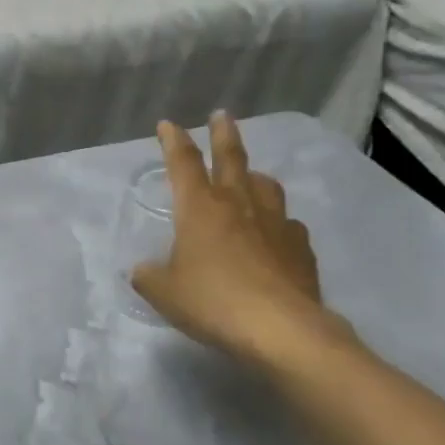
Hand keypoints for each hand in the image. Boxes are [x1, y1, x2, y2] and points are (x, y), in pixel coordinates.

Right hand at [131, 114, 349, 367]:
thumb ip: (149, 276)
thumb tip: (143, 270)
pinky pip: (287, 224)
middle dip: (223, 134)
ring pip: (265, 185)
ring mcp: (275, 223)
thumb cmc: (213, 302)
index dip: (173, 140)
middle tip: (222, 115)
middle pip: (231, 158)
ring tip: (251, 176)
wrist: (281, 329)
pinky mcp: (300, 247)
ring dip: (254, 175)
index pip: (182, 163)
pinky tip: (275, 234)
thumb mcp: (164, 293)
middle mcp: (238, 204)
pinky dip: (277, 222)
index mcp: (199, 208)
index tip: (168, 124)